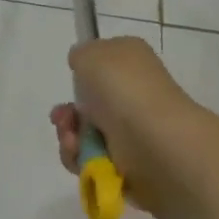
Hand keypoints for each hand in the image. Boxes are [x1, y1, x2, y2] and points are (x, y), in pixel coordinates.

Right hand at [50, 37, 197, 213]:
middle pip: (89, 102)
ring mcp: (132, 129)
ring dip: (69, 136)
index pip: (103, 61)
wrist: (156, 142)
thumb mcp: (90, 54)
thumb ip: (80, 55)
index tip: (72, 80)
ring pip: (86, 132)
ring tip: (72, 141)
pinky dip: (80, 158)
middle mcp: (134, 92)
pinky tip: (79, 155)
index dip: (82, 71)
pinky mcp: (129, 163)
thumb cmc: (123, 88)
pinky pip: (92, 159)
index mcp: (131, 60)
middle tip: (61, 118)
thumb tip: (83, 66)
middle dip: (68, 112)